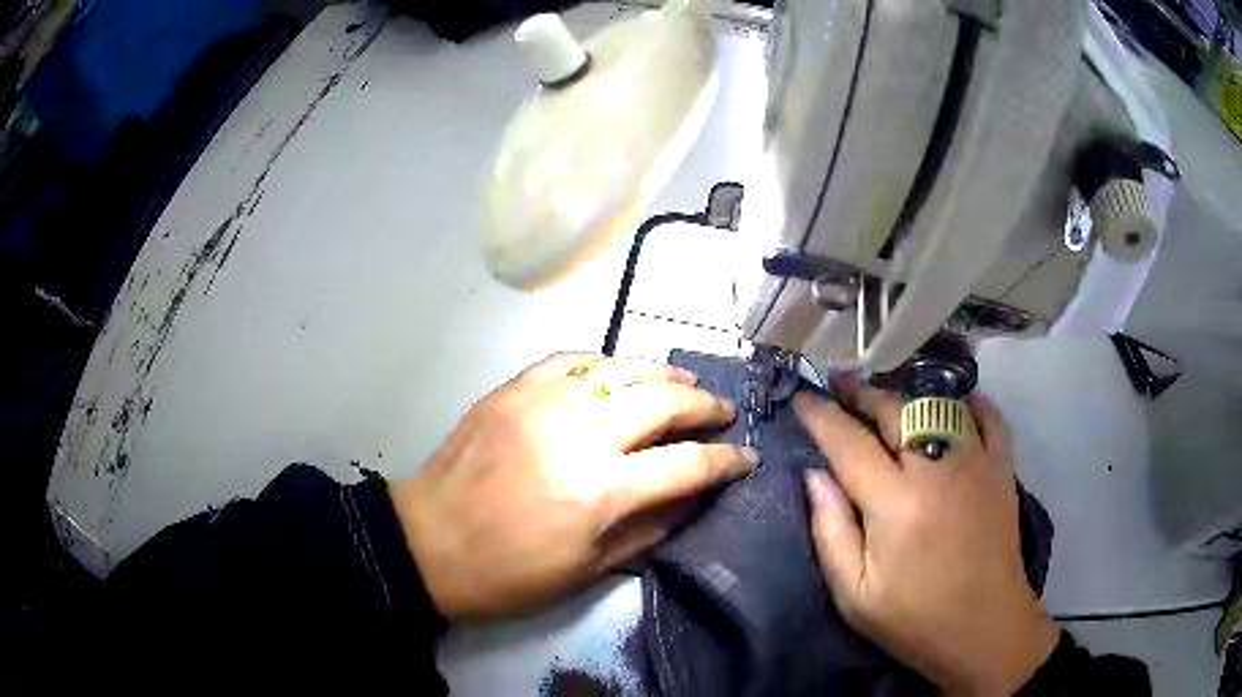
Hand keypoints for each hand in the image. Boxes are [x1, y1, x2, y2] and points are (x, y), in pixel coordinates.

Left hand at [391, 354, 756, 619]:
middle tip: (722, 412)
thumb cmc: (509, 572)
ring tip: (684, 383)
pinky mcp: (513, 389)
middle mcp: (579, 433)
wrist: (429, 542)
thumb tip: (695, 499)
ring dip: (661, 373)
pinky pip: (570, 358)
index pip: (686, 464)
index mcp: (601, 490)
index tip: (746, 457)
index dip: (725, 461)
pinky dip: (604, 362)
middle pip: (661, 401)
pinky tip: (618, 371)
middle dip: (704, 406)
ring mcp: (543, 401)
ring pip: (620, 367)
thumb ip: (650, 529)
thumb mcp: (588, 569)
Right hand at [797, 382, 1058, 695]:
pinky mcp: (1002, 469)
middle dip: (860, 392)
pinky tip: (957, 400)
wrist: (984, 629)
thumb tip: (814, 475)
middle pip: (893, 411)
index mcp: (894, 502)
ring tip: (885, 393)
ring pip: (937, 405)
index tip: (803, 397)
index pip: (848, 442)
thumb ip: (829, 531)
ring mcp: (975, 462)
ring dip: (906, 394)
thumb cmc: (913, 620)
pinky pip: (990, 418)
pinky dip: (972, 402)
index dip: (821, 416)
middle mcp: (936, 467)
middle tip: (838, 382)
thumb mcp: (854, 594)